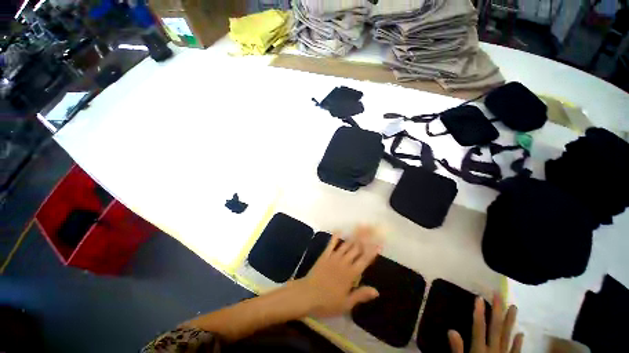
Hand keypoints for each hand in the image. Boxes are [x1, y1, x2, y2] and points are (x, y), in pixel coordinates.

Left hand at [296, 226, 380, 317]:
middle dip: (365, 238)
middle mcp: (344, 263)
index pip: (364, 260)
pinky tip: (339, 230)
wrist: (307, 295)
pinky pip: (331, 244)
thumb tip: (377, 291)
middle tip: (372, 228)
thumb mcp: (346, 304)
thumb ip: (361, 295)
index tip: (379, 243)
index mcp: (350, 274)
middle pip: (356, 248)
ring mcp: (333, 257)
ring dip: (354, 235)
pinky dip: (335, 237)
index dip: (372, 251)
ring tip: (360, 226)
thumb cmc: (327, 302)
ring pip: (346, 244)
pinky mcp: (324, 255)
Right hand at [448, 294, 523, 352]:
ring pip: (507, 336)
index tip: (479, 298)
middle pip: (496, 328)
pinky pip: (515, 351)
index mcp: (480, 350)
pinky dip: (518, 342)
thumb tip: (451, 330)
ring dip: (510, 322)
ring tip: (514, 307)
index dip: (479, 313)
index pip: (479, 328)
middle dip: (497, 311)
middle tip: (499, 294)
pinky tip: (521, 333)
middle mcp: (494, 350)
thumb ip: (457, 349)